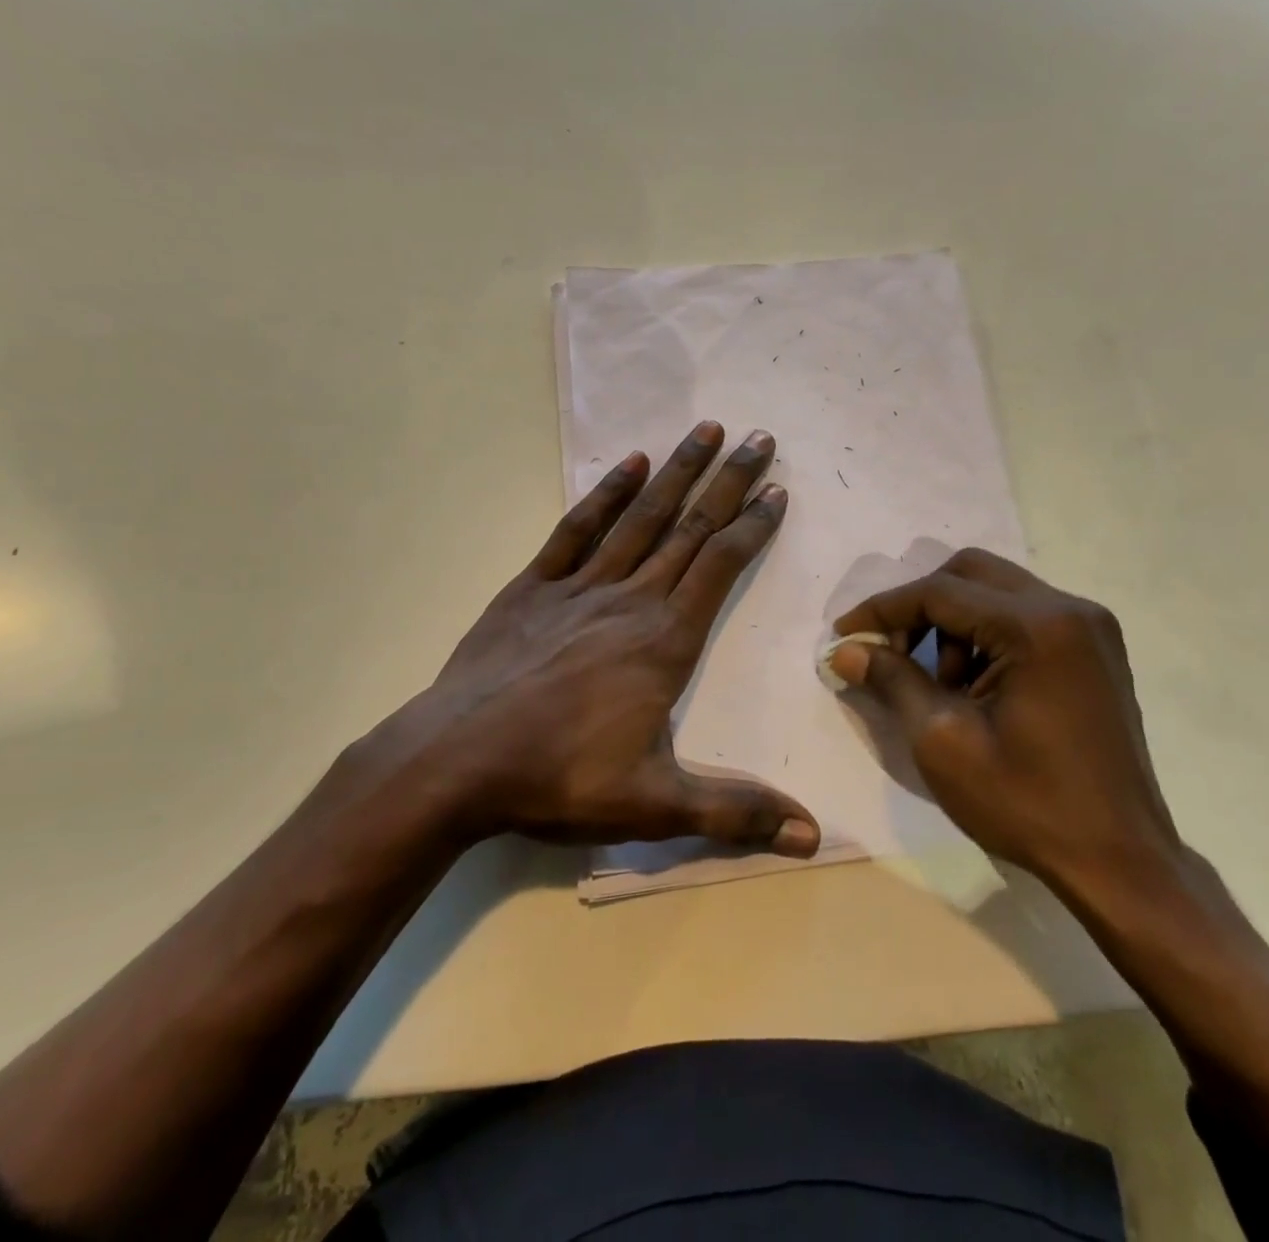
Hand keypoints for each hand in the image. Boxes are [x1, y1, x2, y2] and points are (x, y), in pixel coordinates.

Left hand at [343, 421, 819, 857]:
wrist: (455, 763)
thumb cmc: (559, 778)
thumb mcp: (655, 806)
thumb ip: (736, 813)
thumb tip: (814, 838)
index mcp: (665, 641)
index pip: (720, 566)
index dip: (753, 526)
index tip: (777, 490)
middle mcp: (630, 599)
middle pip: (689, 527)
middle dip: (728, 480)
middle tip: (760, 438)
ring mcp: (579, 588)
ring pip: (639, 517)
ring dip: (675, 471)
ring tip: (705, 431)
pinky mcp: (533, 588)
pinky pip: (575, 531)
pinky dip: (604, 495)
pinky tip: (627, 465)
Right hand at [828, 548, 1178, 894]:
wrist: (1120, 862)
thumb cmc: (1027, 804)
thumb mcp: (943, 741)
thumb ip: (893, 680)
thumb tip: (846, 650)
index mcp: (1037, 626)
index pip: (940, 592)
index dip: (883, 609)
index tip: (844, 635)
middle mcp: (1069, 608)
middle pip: (970, 573)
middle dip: (920, 607)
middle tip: (892, 653)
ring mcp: (1089, 627)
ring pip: (996, 591)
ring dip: (954, 624)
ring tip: (942, 685)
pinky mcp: (1095, 649)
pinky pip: (1024, 616)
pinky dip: (986, 636)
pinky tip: (977, 687)